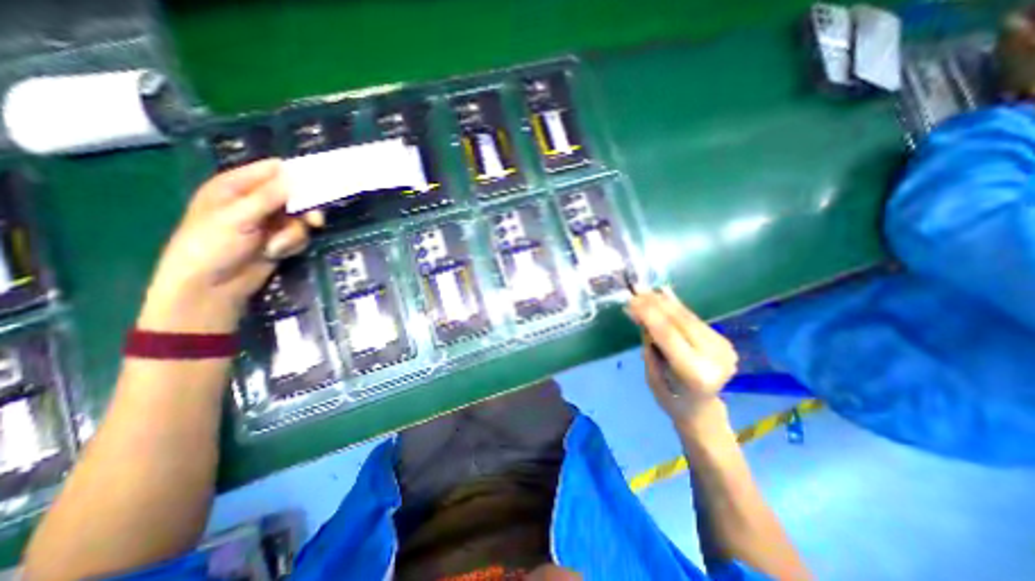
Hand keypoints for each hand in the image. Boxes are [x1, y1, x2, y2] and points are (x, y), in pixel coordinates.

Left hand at [136, 158, 320, 330]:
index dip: (297, 174)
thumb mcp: (238, 217)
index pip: (274, 170)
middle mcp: (256, 200)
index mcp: (236, 185)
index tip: (321, 182)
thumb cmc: (212, 245)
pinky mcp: (280, 239)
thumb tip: (294, 177)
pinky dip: (292, 244)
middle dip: (305, 209)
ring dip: (295, 233)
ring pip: (300, 218)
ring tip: (279, 246)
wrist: (212, 286)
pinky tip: (276, 253)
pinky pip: (299, 235)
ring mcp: (269, 221)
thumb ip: (268, 196)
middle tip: (315, 221)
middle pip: (294, 194)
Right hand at [628, 287, 740, 427]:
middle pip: (681, 322)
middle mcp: (715, 358)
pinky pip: (694, 319)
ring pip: (689, 317)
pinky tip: (663, 295)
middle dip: (656, 304)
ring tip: (646, 291)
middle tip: (637, 291)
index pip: (668, 335)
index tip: (631, 300)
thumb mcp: (652, 375)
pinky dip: (677, 307)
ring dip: (665, 302)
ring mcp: (723, 348)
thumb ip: (650, 344)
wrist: (701, 409)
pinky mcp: (723, 341)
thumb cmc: (670, 398)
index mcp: (696, 374)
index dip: (649, 314)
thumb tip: (641, 314)